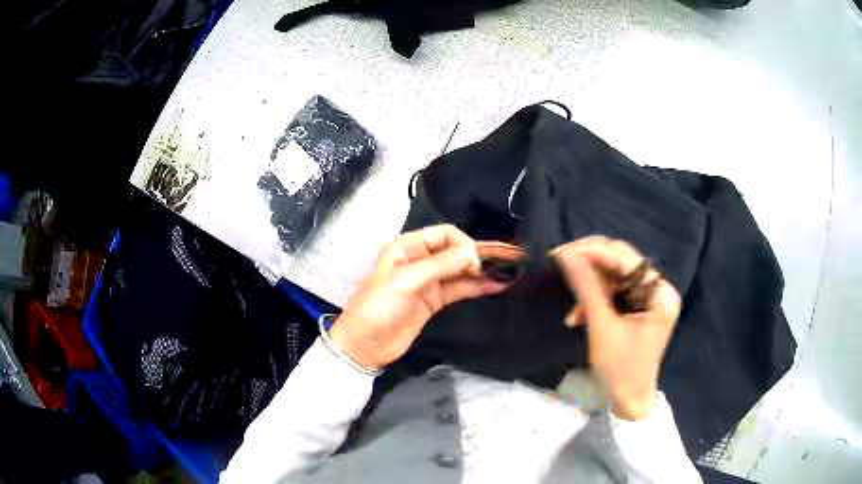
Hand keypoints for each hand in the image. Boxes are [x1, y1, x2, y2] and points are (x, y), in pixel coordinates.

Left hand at [329, 225, 507, 369]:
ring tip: (514, 269)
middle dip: (483, 252)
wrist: (365, 345)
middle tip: (514, 254)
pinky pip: (461, 288)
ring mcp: (430, 281)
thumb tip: (474, 253)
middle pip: (457, 250)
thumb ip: (441, 265)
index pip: (445, 234)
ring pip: (462, 270)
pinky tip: (498, 285)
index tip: (474, 261)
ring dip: (485, 269)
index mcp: (408, 246)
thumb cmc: (379, 307)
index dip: (463, 244)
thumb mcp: (406, 281)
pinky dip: (479, 286)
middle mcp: (421, 259)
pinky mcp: (435, 300)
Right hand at [553, 236, 680, 420]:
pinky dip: (594, 298)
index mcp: (660, 293)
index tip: (561, 253)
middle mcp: (658, 289)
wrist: (628, 402)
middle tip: (560, 266)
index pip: (625, 259)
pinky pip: (614, 291)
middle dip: (589, 265)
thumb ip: (587, 288)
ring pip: (614, 276)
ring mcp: (649, 298)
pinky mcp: (638, 307)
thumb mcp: (602, 328)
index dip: (593, 252)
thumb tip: (566, 255)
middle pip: (621, 262)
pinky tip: (579, 315)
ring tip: (573, 311)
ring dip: (590, 287)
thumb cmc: (620, 370)